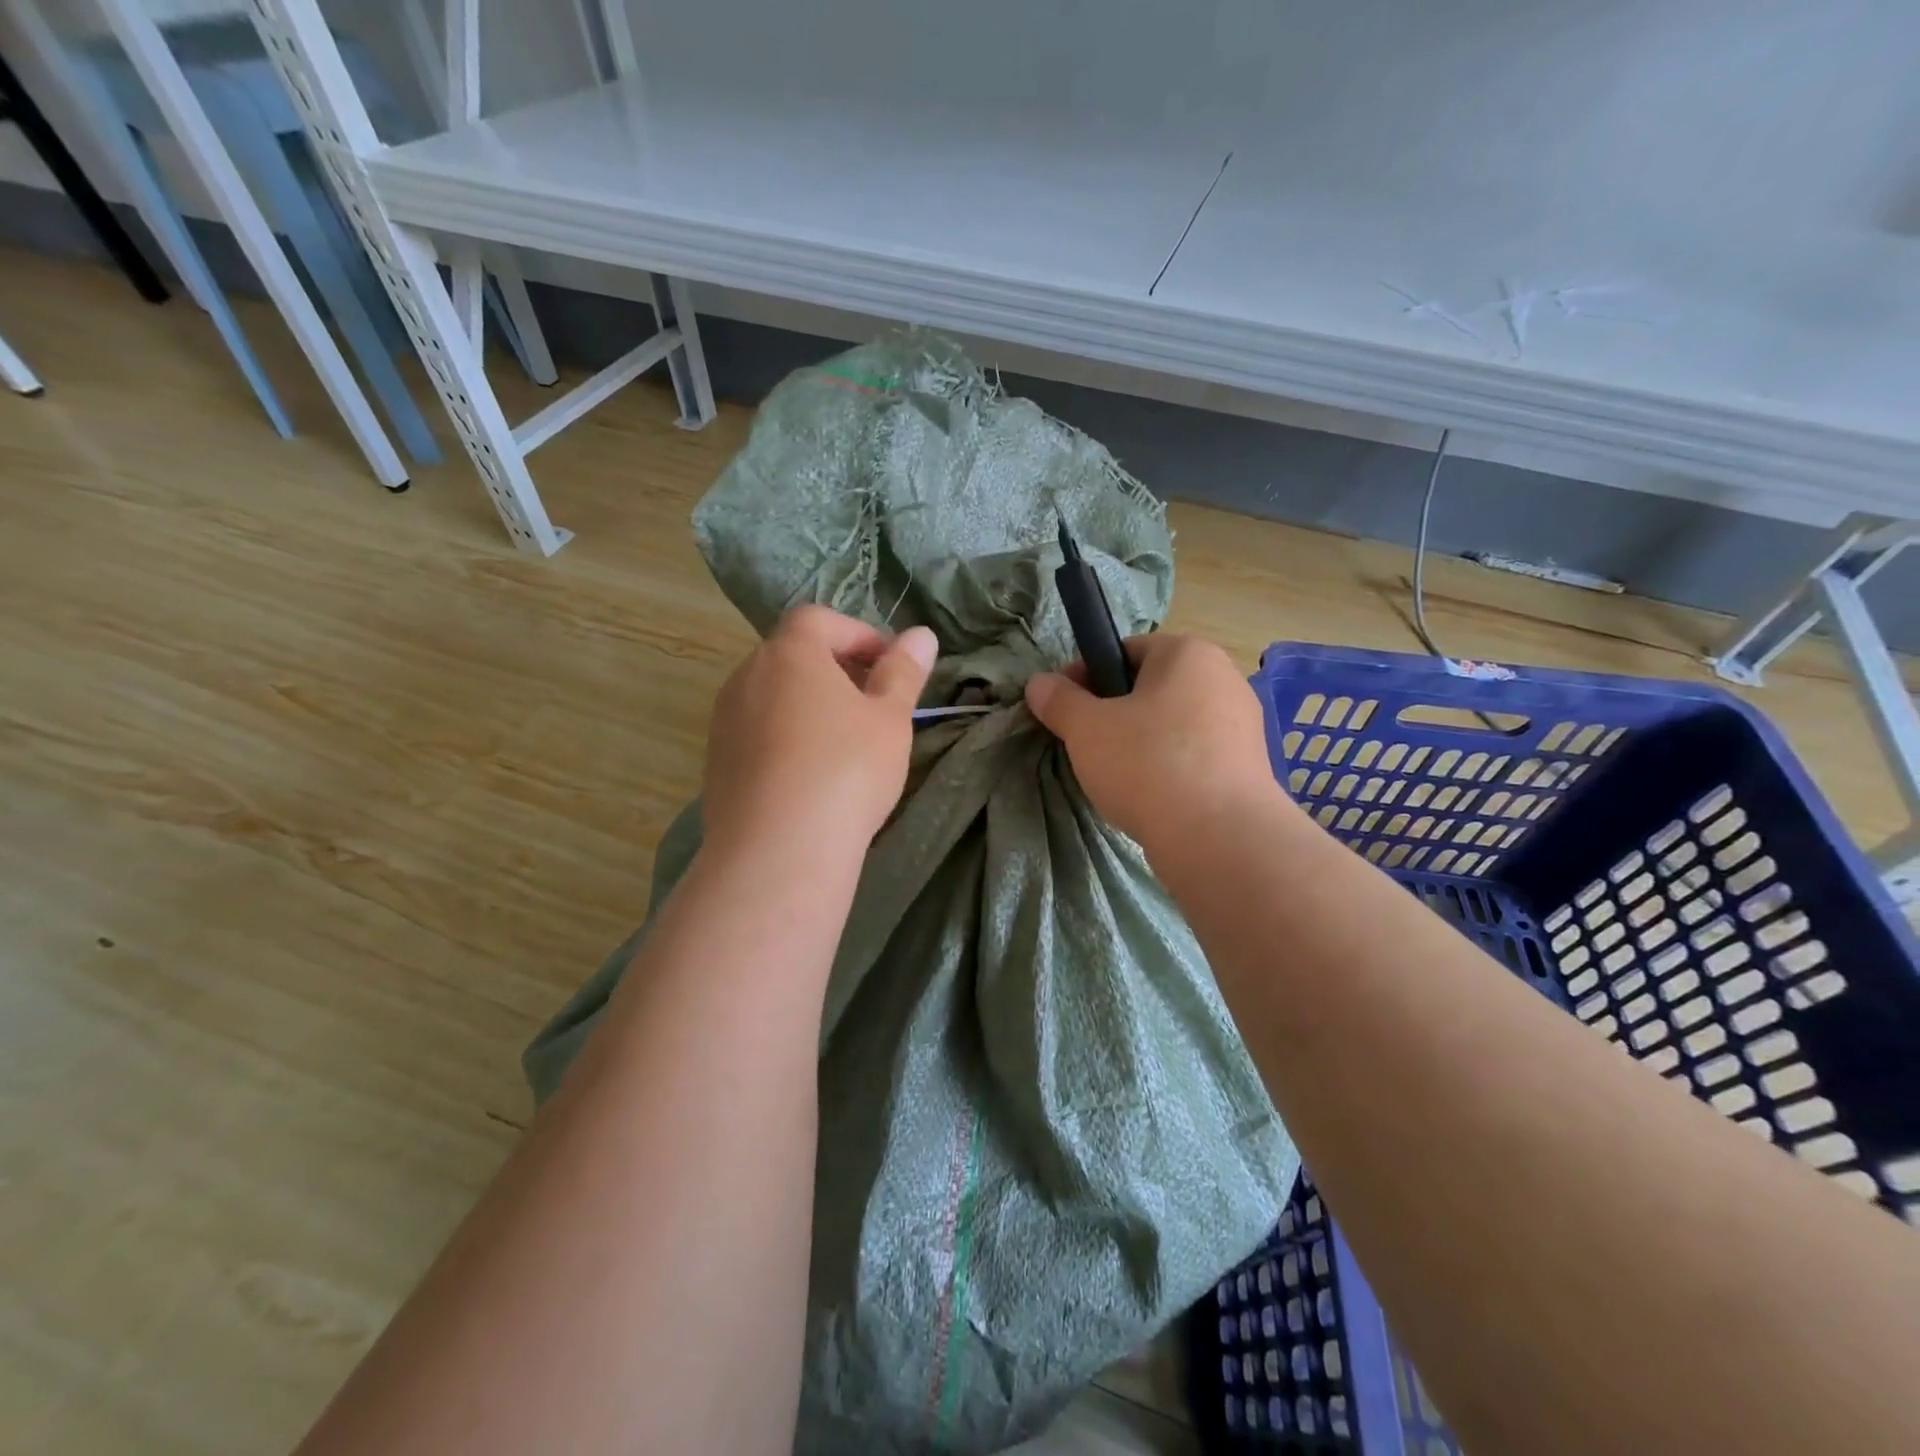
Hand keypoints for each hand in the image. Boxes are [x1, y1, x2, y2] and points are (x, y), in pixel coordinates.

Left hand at [703, 606, 937, 862]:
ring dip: (810, 705)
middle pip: (794, 655)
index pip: (821, 619)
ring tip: (845, 743)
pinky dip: (787, 737)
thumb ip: (904, 672)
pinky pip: (758, 732)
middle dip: (836, 670)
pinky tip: (811, 775)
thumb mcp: (890, 719)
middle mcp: (747, 676)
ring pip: (774, 695)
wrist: (778, 850)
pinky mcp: (716, 761)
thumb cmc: (846, 770)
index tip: (890, 668)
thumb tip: (921, 634)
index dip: (860, 635)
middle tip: (874, 705)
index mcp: (789, 653)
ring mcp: (725, 719)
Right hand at [1024, 634, 1283, 854]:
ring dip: (1141, 743)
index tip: (1064, 710)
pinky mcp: (1249, 767)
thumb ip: (1059, 701)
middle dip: (1115, 713)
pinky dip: (1170, 769)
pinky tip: (1151, 798)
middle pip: (1151, 688)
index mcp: (1188, 653)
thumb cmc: (1147, 764)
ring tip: (1117, 778)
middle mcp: (1224, 678)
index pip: (1125, 650)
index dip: (1086, 677)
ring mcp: (1243, 724)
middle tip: (1087, 747)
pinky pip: (1195, 757)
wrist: (1219, 838)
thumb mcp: (1086, 729)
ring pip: (1173, 725)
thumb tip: (1039, 683)